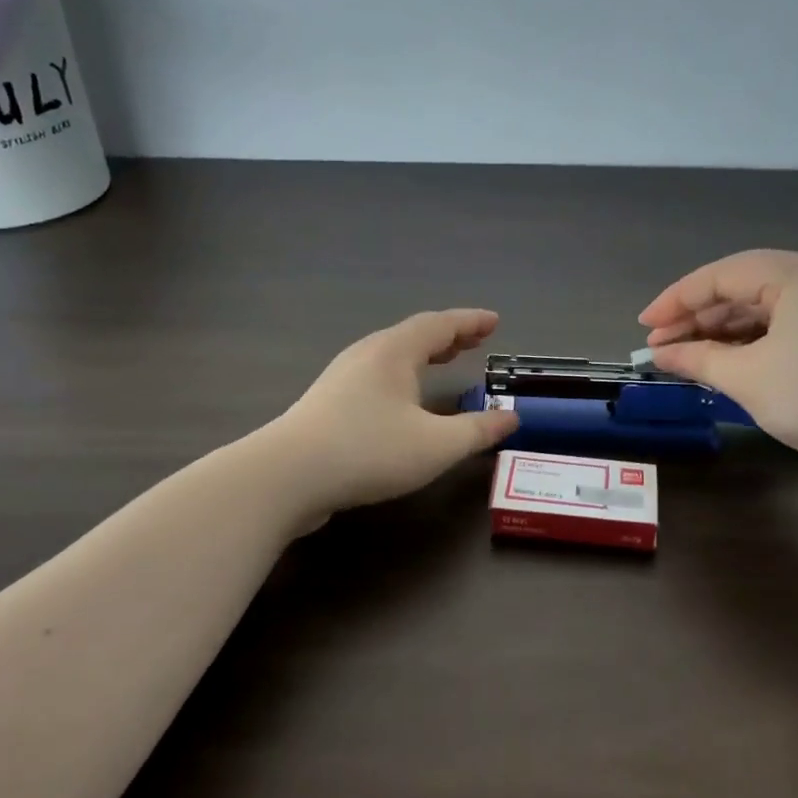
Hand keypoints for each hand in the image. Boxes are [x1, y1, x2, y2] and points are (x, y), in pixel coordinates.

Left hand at [272, 308, 519, 518]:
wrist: (287, 476)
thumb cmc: (369, 451)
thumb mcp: (437, 445)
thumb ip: (478, 431)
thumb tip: (510, 418)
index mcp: (393, 352)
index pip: (439, 325)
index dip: (470, 322)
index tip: (494, 321)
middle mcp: (366, 356)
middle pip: (413, 336)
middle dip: (447, 338)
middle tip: (475, 341)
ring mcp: (341, 380)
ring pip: (391, 358)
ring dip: (423, 357)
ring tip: (444, 363)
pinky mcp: (327, 406)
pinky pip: (376, 378)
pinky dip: (402, 378)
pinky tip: (404, 402)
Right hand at [639, 250, 797, 483]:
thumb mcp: (749, 378)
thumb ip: (698, 361)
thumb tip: (661, 355)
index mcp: (797, 274)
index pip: (721, 275)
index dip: (676, 300)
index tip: (644, 327)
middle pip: (744, 289)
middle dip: (699, 318)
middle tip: (662, 348)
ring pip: (766, 311)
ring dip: (724, 334)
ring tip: (689, 360)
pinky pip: (788, 328)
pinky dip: (754, 345)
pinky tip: (731, 366)